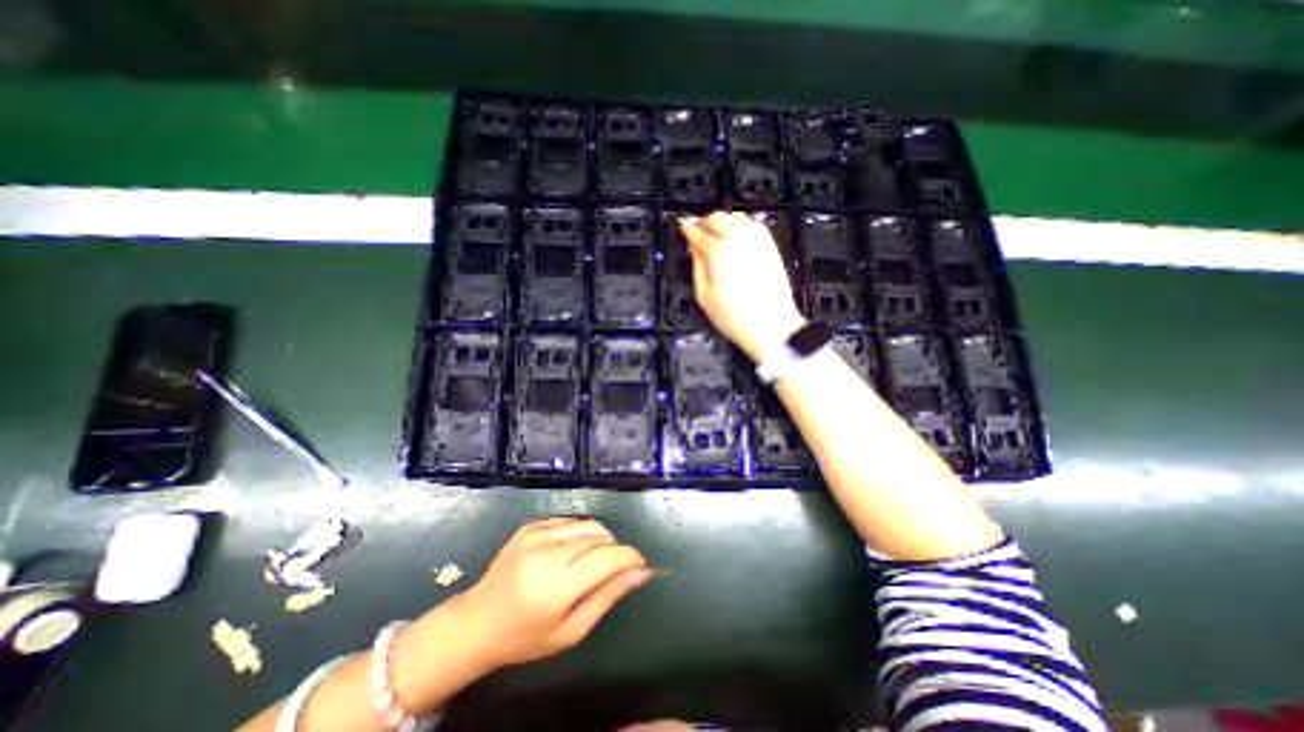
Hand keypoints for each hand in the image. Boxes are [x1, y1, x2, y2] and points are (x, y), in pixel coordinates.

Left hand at [453, 518, 655, 671]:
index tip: (640, 564)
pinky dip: (579, 532)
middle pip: (600, 536)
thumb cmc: (526, 637)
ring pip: (587, 524)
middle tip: (612, 570)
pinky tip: (571, 551)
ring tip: (591, 561)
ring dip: (600, 539)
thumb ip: (608, 596)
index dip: (630, 557)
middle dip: (615, 549)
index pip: (607, 557)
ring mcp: (535, 533)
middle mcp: (547, 551)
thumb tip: (641, 572)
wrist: (477, 621)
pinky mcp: (529, 525)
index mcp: (556, 584)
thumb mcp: (572, 630)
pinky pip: (568, 520)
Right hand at [684, 213, 805, 362]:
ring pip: (736, 217)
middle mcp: (740, 240)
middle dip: (705, 223)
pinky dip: (741, 227)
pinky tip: (736, 240)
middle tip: (698, 236)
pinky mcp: (770, 247)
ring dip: (723, 223)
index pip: (699, 232)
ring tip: (717, 238)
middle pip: (718, 217)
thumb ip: (697, 266)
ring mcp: (758, 242)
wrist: (771, 326)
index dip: (688, 230)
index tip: (683, 229)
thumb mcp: (704, 296)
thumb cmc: (735, 317)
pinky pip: (754, 225)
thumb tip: (694, 249)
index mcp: (720, 252)